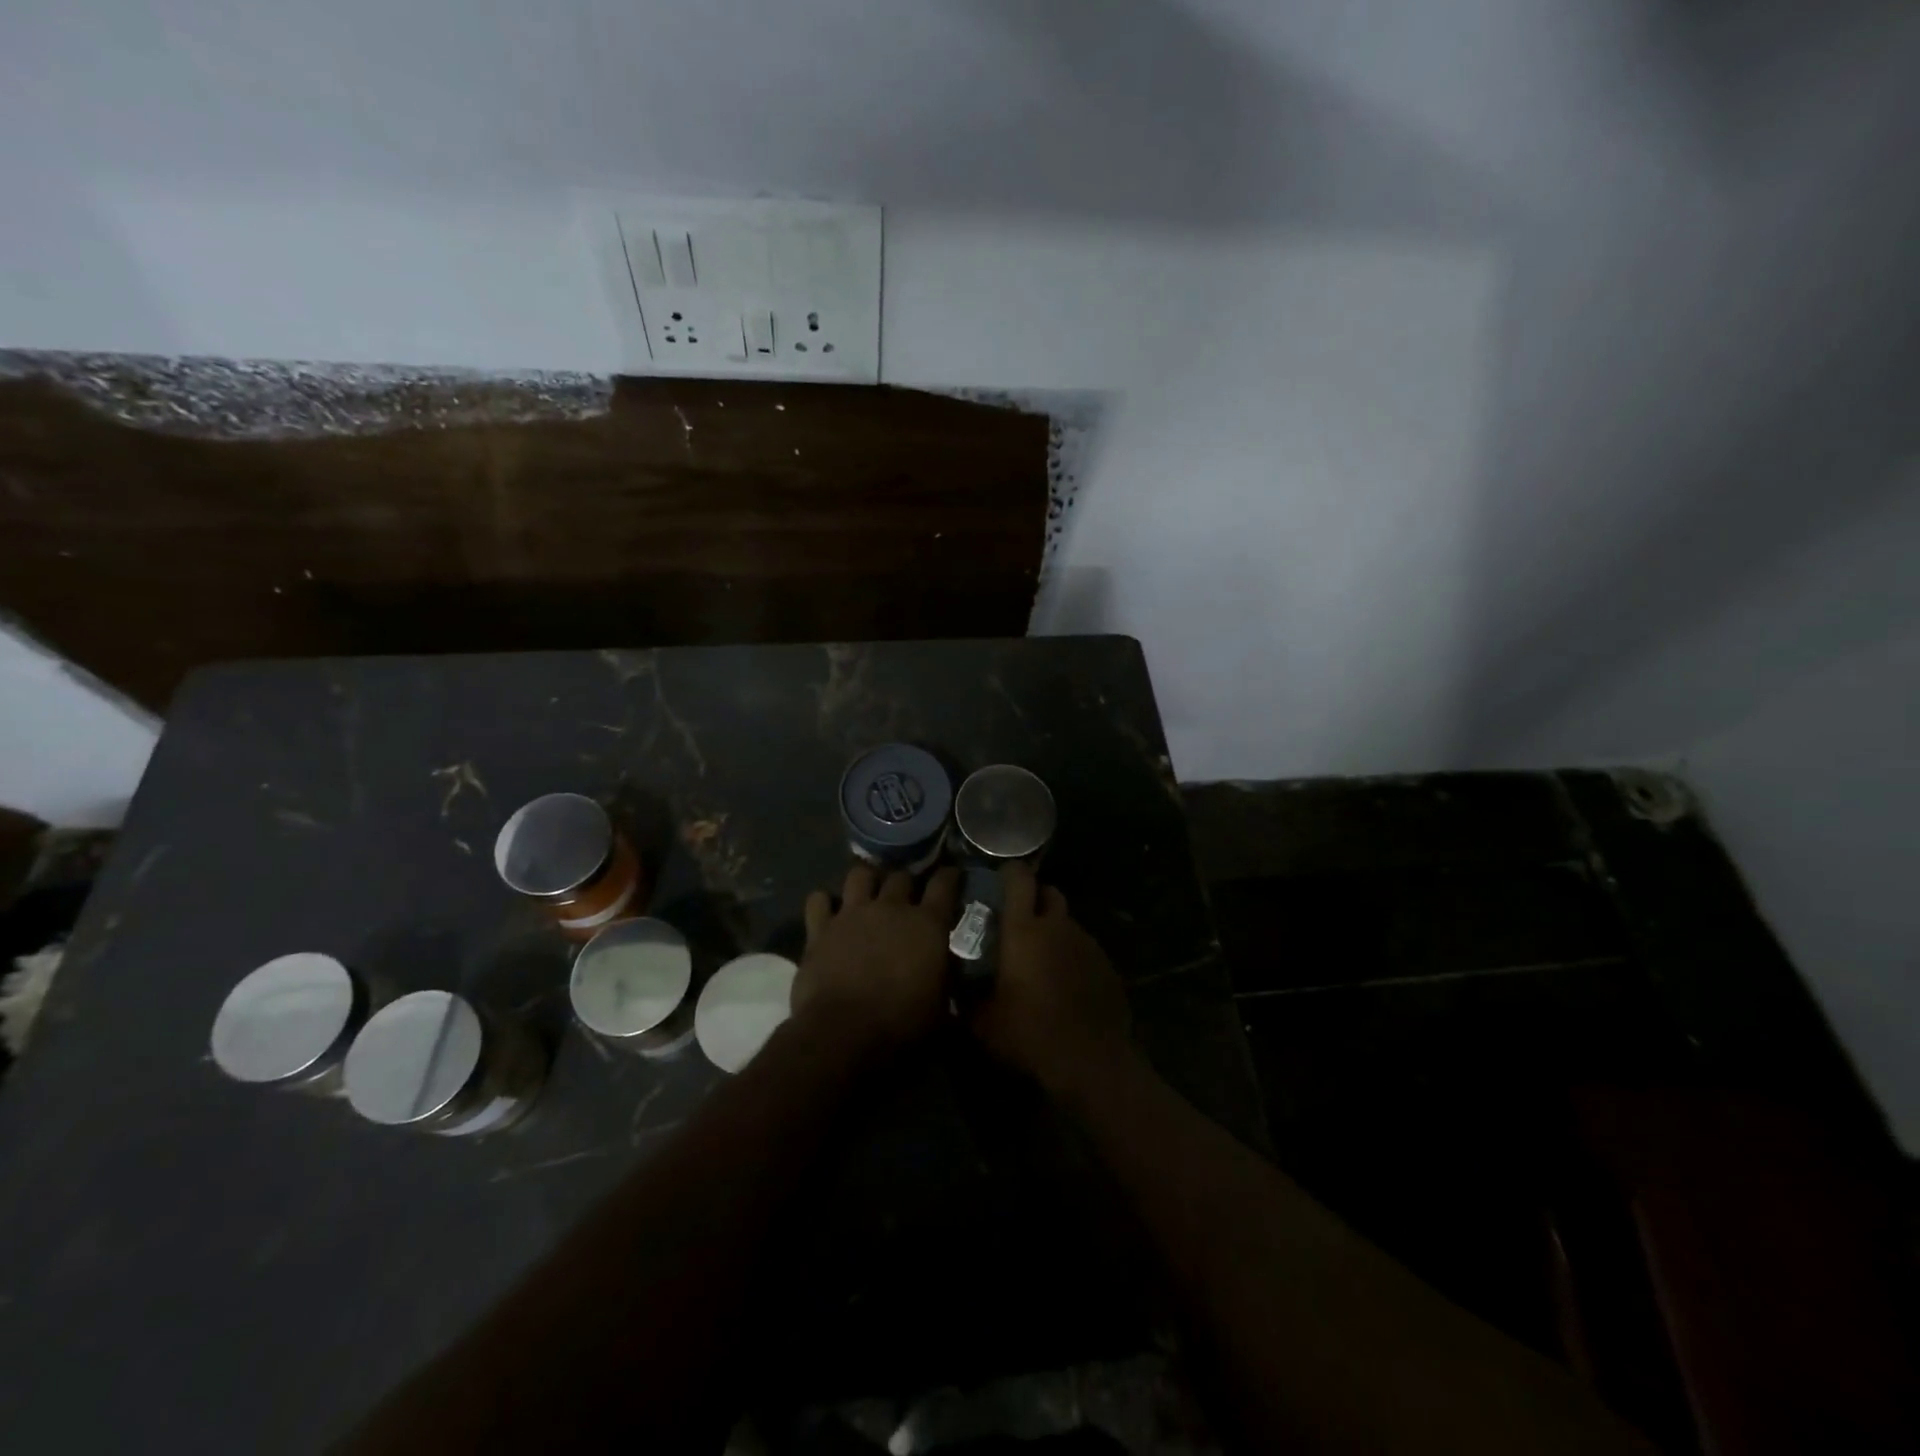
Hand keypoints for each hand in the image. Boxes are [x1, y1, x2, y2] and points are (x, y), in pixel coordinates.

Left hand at [795, 864, 960, 1058]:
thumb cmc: (902, 1026)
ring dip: (867, 880)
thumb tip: (948, 969)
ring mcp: (853, 913)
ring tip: (868, 893)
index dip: (950, 876)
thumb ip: (946, 978)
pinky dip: (824, 903)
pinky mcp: (820, 928)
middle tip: (907, 895)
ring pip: (860, 874)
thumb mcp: (941, 1008)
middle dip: (907, 882)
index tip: (952, 876)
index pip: (945, 883)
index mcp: (928, 925)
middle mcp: (891, 908)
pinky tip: (828, 913)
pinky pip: (819, 900)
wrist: (843, 1035)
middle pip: (901, 876)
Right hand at [970, 866, 1132, 1094]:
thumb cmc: (1028, 1035)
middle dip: (1036, 898)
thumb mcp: (983, 1022)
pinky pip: (1085, 949)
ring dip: (1055, 930)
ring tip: (1042, 956)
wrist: (1090, 1061)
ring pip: (1068, 923)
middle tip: (1020, 918)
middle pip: (1049, 893)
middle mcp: (1057, 927)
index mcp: (1024, 930)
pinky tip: (1066, 982)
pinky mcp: (1107, 966)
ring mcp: (1086, 944)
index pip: (1019, 880)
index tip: (1000, 877)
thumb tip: (953, 989)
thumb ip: (966, 998)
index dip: (1010, 872)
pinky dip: (1073, 956)